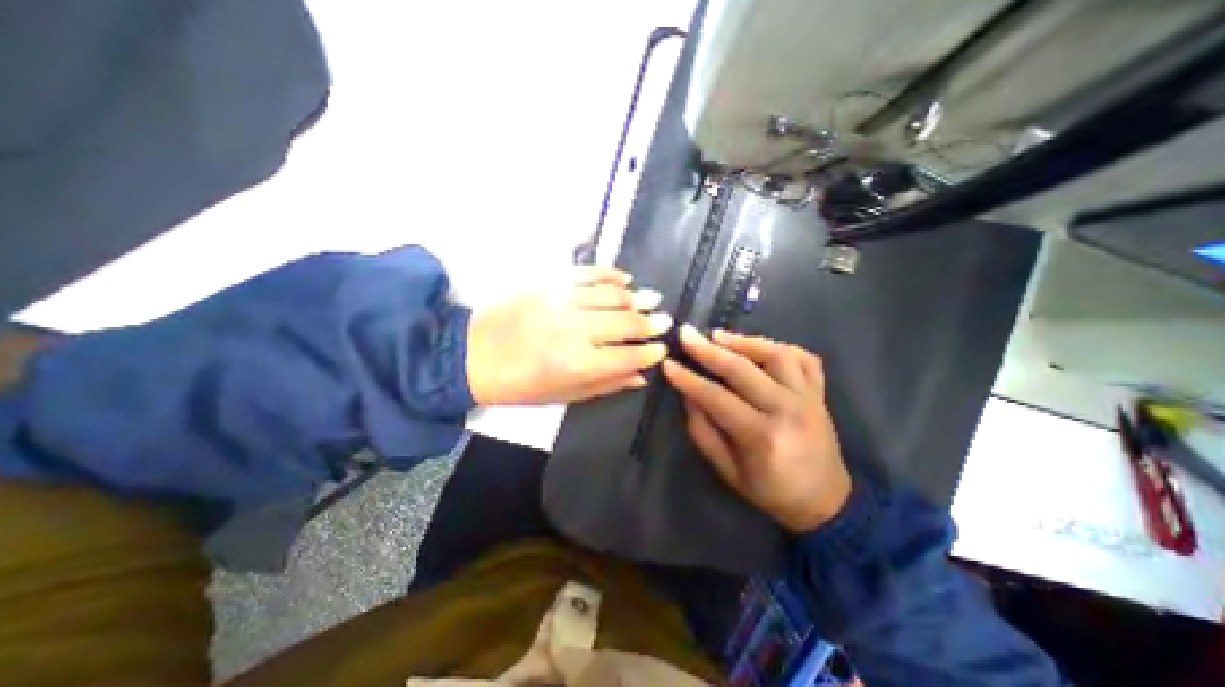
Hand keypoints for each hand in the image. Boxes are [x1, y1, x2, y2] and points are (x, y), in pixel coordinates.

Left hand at [468, 266, 674, 407]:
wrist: (472, 353)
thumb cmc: (520, 384)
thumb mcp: (564, 395)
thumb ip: (606, 384)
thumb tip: (641, 376)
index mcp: (579, 364)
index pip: (630, 354)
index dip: (651, 351)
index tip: (661, 348)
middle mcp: (576, 329)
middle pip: (627, 322)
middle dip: (651, 322)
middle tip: (665, 320)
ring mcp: (562, 299)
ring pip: (613, 294)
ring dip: (637, 298)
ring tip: (652, 299)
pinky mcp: (549, 281)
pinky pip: (589, 272)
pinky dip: (611, 275)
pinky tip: (625, 280)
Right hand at [661, 326, 852, 530]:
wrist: (826, 501)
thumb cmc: (771, 491)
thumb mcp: (728, 471)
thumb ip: (703, 432)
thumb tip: (688, 396)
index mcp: (762, 436)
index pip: (716, 398)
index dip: (689, 379)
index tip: (668, 363)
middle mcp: (788, 410)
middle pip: (743, 370)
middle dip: (708, 350)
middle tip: (686, 334)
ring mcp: (808, 398)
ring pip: (776, 355)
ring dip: (743, 341)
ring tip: (717, 335)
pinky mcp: (819, 393)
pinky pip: (804, 358)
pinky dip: (779, 346)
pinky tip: (757, 345)